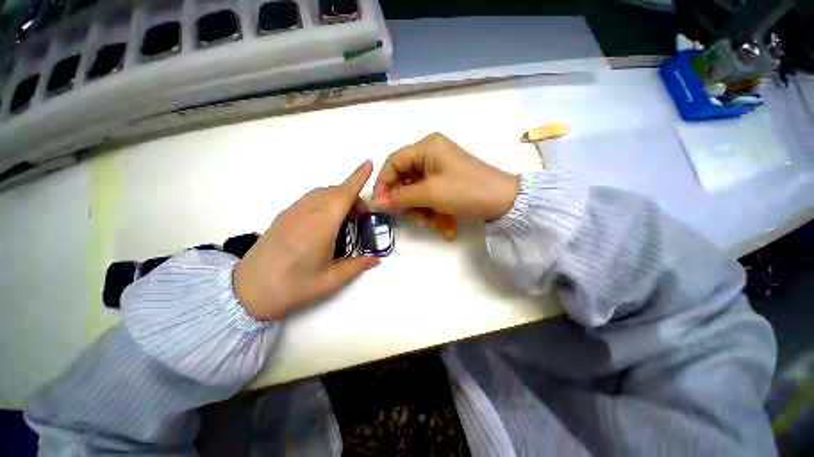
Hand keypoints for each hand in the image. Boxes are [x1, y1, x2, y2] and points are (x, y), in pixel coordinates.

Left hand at [234, 161, 378, 320]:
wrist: (246, 293)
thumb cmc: (292, 288)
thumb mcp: (330, 282)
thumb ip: (357, 266)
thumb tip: (376, 259)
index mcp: (320, 227)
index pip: (343, 195)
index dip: (357, 178)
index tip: (368, 164)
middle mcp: (306, 213)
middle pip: (334, 191)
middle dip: (353, 197)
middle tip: (361, 218)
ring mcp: (291, 212)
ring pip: (321, 193)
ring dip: (338, 198)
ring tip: (345, 221)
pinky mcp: (283, 216)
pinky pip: (310, 199)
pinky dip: (325, 201)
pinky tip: (326, 222)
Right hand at [372, 133, 519, 222]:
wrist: (503, 200)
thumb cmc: (465, 190)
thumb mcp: (430, 194)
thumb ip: (400, 197)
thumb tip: (376, 203)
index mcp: (426, 146)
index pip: (393, 162)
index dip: (383, 183)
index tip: (380, 204)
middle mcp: (430, 153)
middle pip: (404, 176)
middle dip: (404, 199)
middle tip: (407, 216)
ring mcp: (439, 167)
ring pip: (415, 188)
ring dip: (416, 206)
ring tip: (426, 221)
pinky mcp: (445, 180)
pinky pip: (427, 193)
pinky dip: (427, 207)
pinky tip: (434, 220)